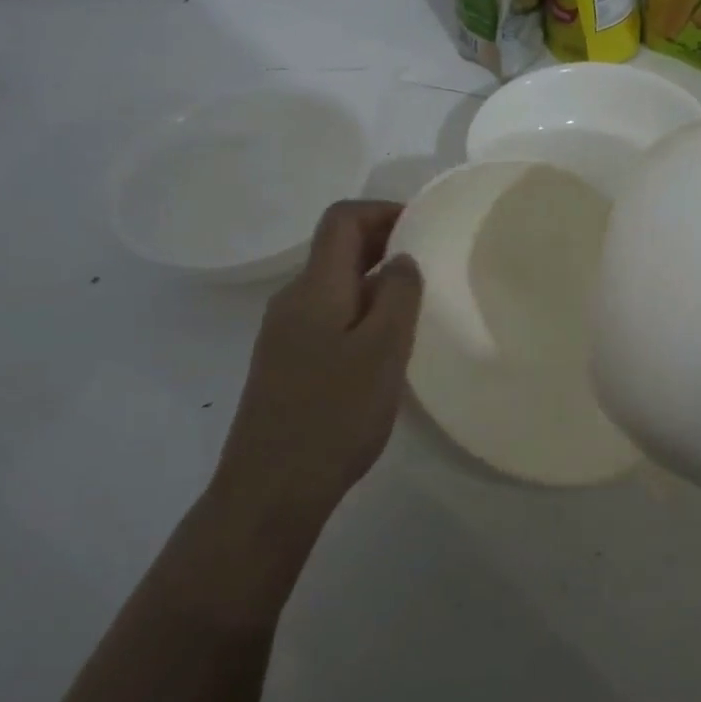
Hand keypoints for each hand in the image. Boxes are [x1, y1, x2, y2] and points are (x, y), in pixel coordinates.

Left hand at [212, 201, 422, 536]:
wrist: (270, 490)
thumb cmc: (333, 415)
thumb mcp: (382, 350)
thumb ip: (398, 295)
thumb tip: (401, 259)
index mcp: (314, 288)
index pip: (341, 220)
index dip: (382, 211)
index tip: (423, 226)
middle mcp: (292, 301)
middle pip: (335, 250)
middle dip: (383, 244)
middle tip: (430, 264)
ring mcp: (284, 334)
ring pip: (333, 286)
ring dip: (374, 281)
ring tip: (415, 305)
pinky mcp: (285, 364)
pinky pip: (327, 317)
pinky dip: (360, 312)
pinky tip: (384, 347)